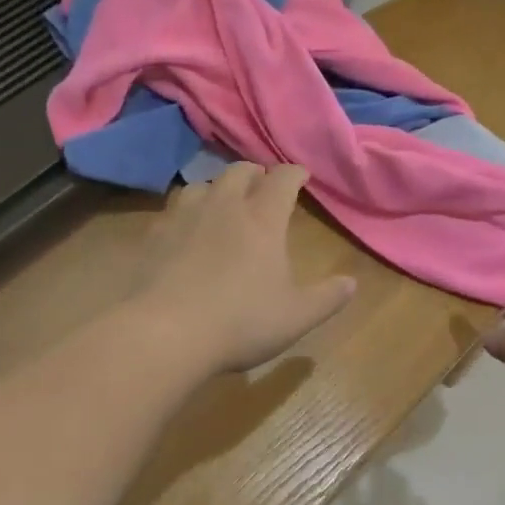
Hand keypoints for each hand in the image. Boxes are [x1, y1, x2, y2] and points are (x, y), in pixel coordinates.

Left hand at [128, 163, 356, 373]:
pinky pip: (170, 210)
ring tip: (220, 201)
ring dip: (215, 188)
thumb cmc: (240, 322)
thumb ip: (327, 298)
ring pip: (201, 184)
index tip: (301, 175)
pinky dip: (183, 212)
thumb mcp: (295, 317)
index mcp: (262, 219)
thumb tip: (352, 283)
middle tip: (260, 183)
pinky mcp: (153, 235)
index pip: (282, 179)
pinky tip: (182, 229)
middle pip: (239, 171)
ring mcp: (183, 217)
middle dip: (254, 172)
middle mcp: (224, 206)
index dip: (294, 173)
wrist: (164, 333)